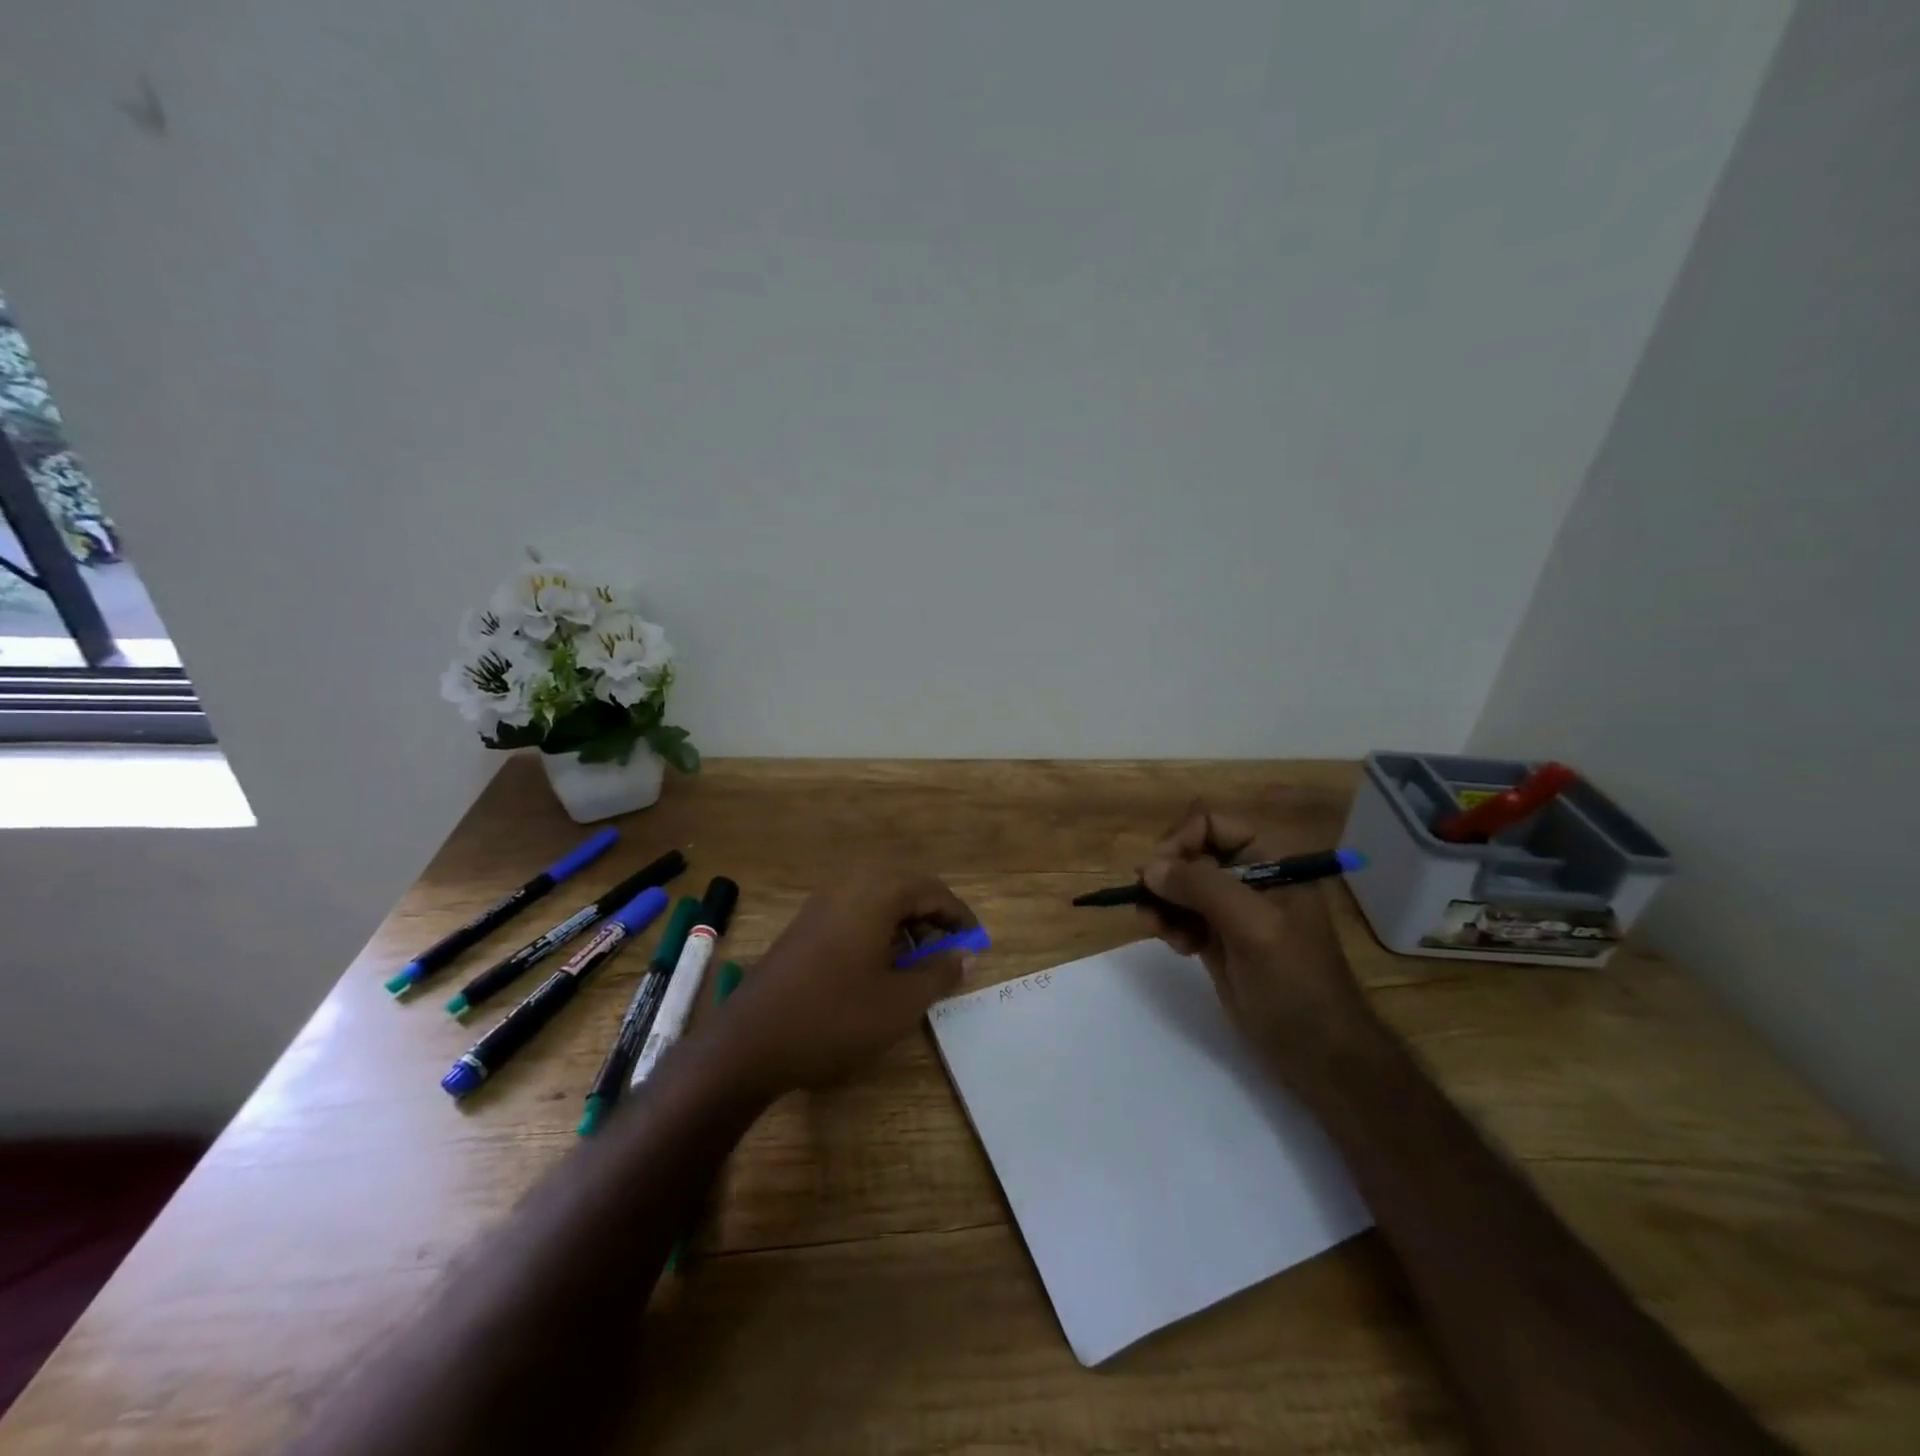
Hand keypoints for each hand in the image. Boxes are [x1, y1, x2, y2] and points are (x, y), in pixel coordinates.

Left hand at [714, 871, 979, 1094]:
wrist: (751, 1041)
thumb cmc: (835, 1017)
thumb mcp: (900, 1002)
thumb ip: (940, 973)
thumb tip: (968, 955)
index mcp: (877, 893)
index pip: (933, 891)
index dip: (959, 917)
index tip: (976, 944)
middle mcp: (849, 885)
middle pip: (905, 888)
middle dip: (932, 917)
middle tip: (949, 951)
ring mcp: (822, 903)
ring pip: (878, 900)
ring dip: (905, 923)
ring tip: (918, 963)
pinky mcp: (805, 924)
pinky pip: (854, 912)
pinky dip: (878, 929)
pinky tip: (879, 966)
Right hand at [1137, 800, 1373, 1088]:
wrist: (1319, 1055)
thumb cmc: (1296, 983)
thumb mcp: (1254, 927)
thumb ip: (1203, 887)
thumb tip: (1149, 868)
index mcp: (1271, 859)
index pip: (1212, 823)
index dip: (1180, 840)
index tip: (1157, 873)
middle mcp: (1249, 877)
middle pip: (1189, 852)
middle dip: (1166, 876)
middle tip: (1151, 905)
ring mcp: (1232, 910)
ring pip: (1179, 885)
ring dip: (1162, 903)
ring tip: (1160, 931)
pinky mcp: (1217, 939)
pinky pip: (1180, 915)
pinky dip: (1168, 924)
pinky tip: (1176, 947)